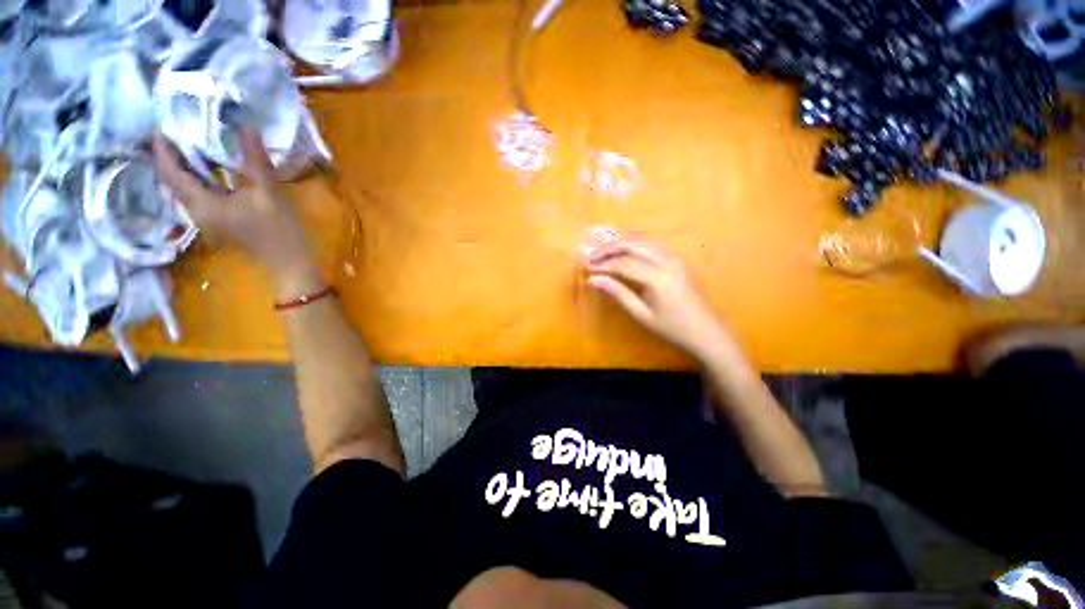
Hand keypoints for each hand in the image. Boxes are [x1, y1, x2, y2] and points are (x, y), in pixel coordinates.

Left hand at [152, 127, 322, 299]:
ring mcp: (207, 217)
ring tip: (191, 141)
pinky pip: (198, 193)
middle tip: (177, 128)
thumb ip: (256, 160)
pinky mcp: (218, 220)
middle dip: (170, 155)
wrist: (289, 261)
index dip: (163, 148)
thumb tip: (247, 125)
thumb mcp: (269, 193)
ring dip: (183, 165)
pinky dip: (199, 177)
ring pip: (184, 187)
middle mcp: (196, 211)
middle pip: (173, 180)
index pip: (171, 173)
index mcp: (202, 204)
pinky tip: (210, 166)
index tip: (162, 124)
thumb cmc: (279, 230)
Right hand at [584, 236, 731, 361]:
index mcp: (658, 278)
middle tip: (592, 255)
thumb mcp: (641, 314)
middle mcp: (667, 261)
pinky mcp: (678, 260)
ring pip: (643, 240)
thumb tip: (593, 280)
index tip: (587, 267)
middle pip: (633, 245)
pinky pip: (653, 245)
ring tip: (603, 250)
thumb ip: (618, 293)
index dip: (603, 264)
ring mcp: (675, 258)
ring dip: (621, 242)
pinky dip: (635, 244)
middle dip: (609, 247)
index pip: (623, 263)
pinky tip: (624, 250)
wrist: (706, 332)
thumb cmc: (672, 328)